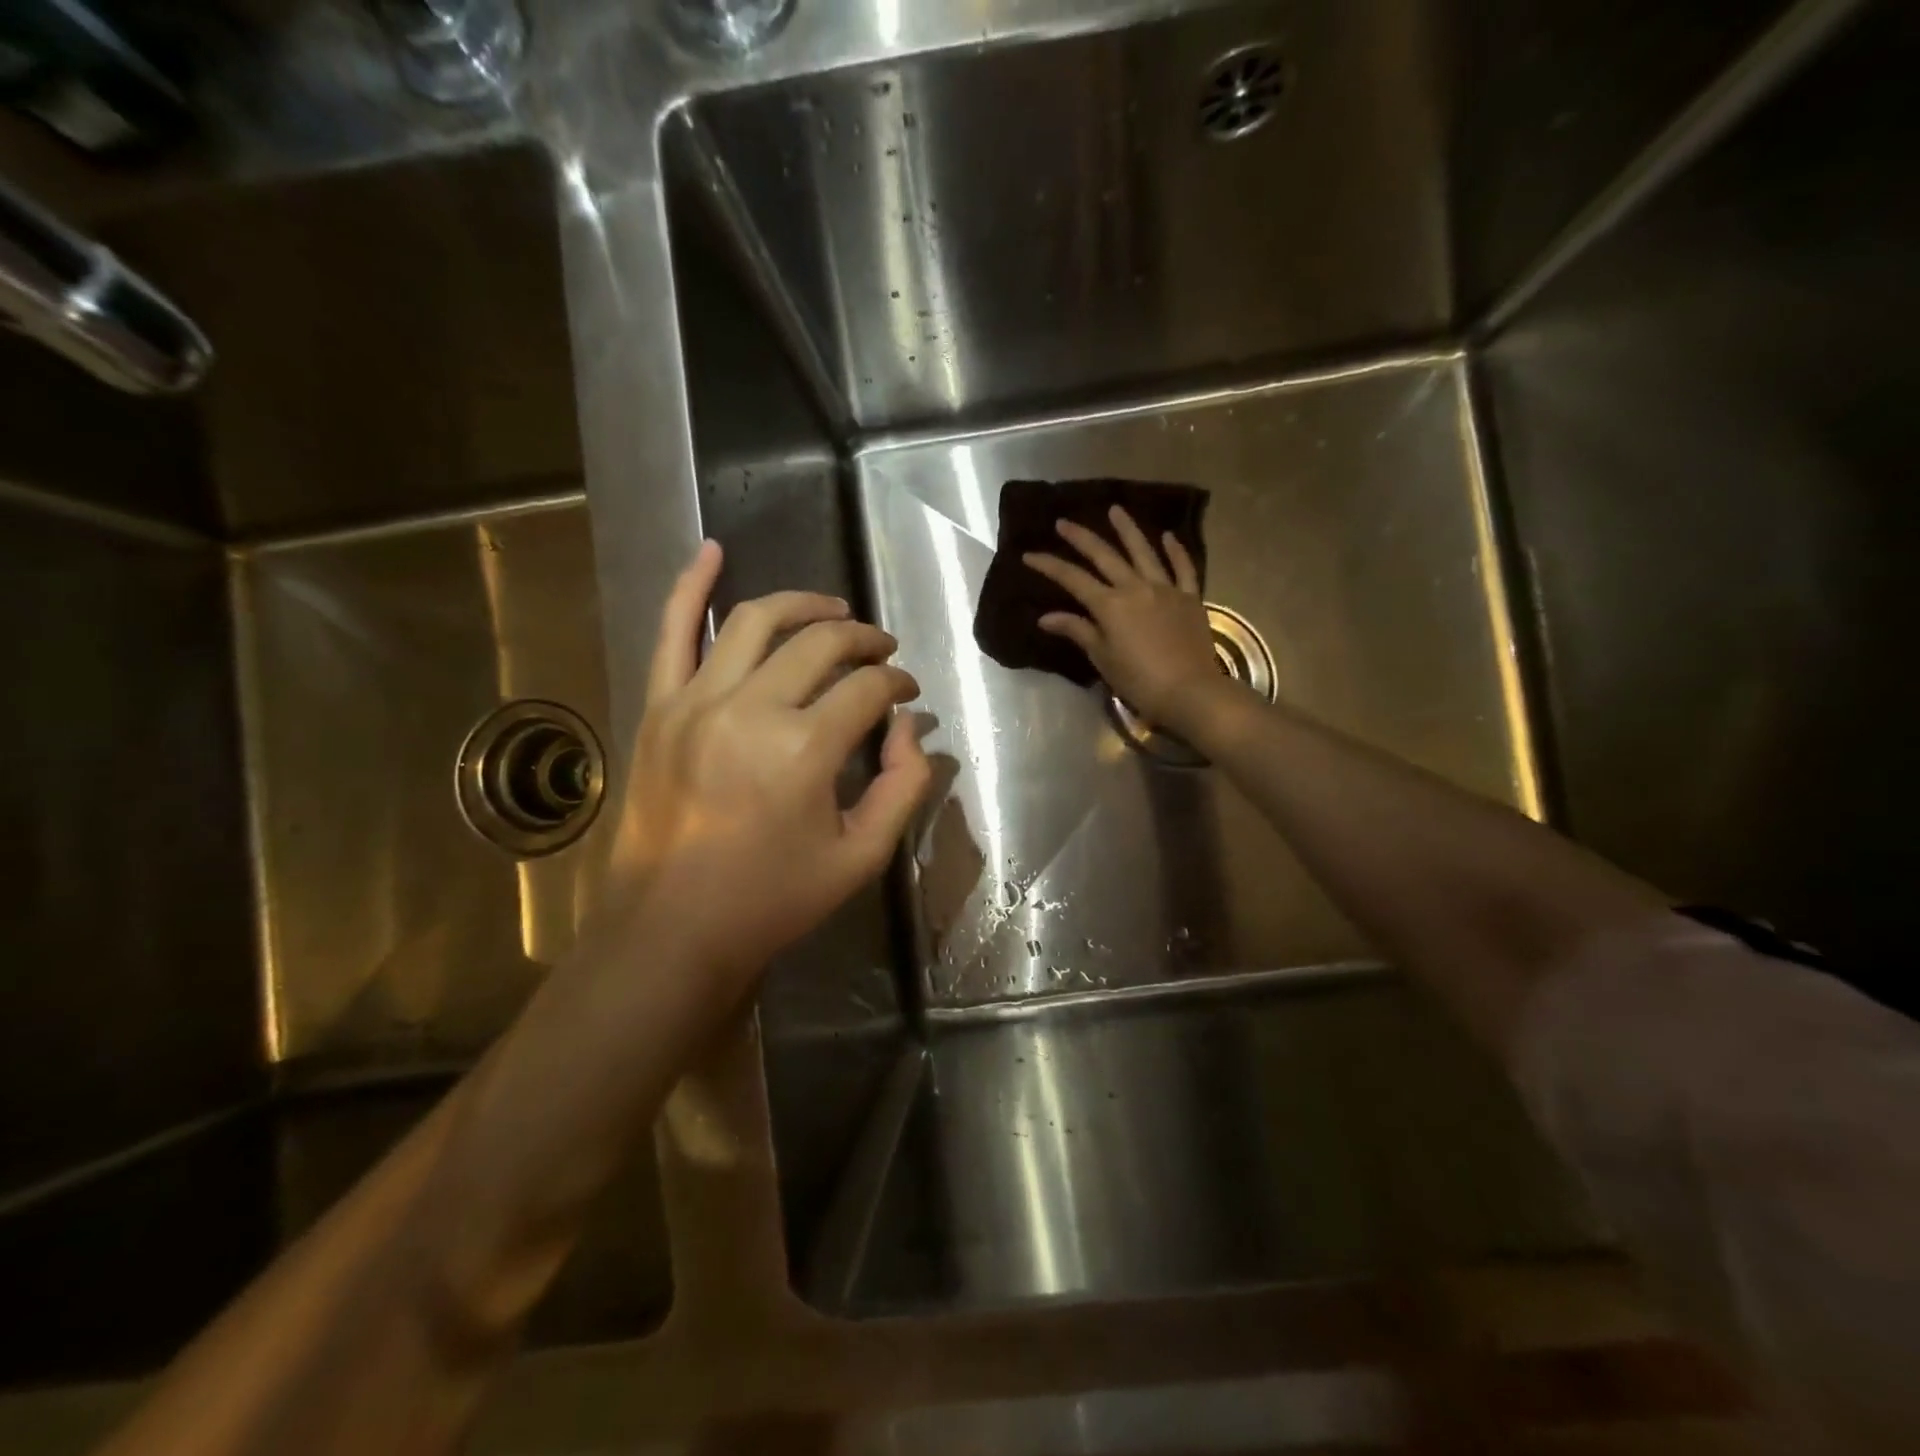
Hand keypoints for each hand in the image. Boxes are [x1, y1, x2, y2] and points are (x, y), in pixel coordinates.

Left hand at [608, 541, 930, 996]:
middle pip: (820, 644)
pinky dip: (690, 585)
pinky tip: (712, 548)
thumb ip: (903, 787)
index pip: (868, 689)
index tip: (909, 693)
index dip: (899, 684)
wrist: (670, 929)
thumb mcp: (861, 858)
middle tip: (883, 652)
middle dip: (863, 639)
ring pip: (755, 620)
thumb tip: (913, 728)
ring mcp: (695, 701)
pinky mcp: (659, 707)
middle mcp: (750, 709)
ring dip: (803, 605)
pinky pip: (671, 631)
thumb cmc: (772, 900)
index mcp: (804, 750)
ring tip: (833, 610)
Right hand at [1025, 506, 1226, 733]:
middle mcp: (1136, 588)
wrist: (1189, 691)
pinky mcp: (1190, 597)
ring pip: (1144, 551)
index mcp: (1110, 605)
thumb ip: (1078, 631)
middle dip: (1081, 538)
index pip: (1072, 579)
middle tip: (1063, 522)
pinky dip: (1175, 550)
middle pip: (1104, 556)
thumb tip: (1046, 617)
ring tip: (1115, 510)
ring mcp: (1165, 589)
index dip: (1049, 565)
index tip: (1029, 554)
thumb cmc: (1139, 680)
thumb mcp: (1102, 658)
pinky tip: (1168, 536)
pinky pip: (1183, 568)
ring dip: (1127, 529)